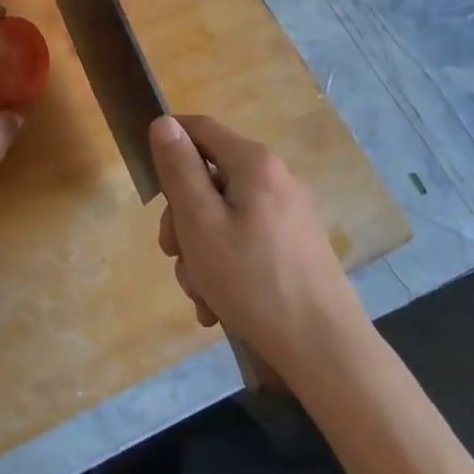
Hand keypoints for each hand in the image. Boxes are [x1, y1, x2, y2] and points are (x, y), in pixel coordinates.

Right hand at [151, 115, 360, 375]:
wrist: (324, 350)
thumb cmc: (252, 280)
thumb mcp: (200, 222)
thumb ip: (179, 169)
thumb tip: (164, 122)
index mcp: (253, 162)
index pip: (199, 127)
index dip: (168, 144)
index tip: (149, 185)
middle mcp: (275, 178)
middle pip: (209, 178)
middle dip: (182, 217)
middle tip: (173, 254)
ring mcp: (288, 214)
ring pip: (222, 215)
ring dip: (200, 250)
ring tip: (200, 293)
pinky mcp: (294, 246)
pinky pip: (244, 241)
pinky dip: (225, 265)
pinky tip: (218, 305)